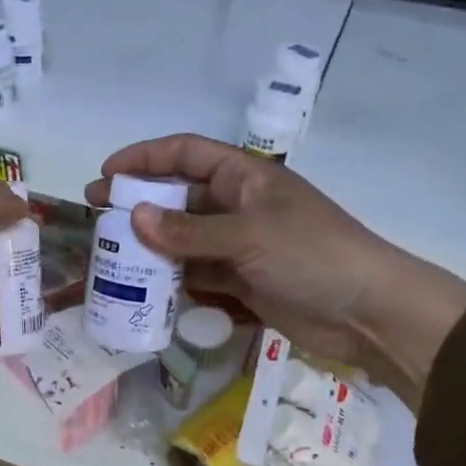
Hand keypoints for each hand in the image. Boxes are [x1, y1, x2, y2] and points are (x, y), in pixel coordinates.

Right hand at [84, 135, 465, 411]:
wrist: (367, 312)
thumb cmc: (312, 256)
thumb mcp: (248, 236)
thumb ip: (189, 230)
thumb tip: (134, 217)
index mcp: (246, 177)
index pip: (187, 154)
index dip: (145, 158)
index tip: (107, 174)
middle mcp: (239, 207)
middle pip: (180, 199)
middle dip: (140, 207)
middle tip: (98, 222)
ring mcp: (241, 248)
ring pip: (185, 242)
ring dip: (152, 249)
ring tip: (111, 261)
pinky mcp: (243, 283)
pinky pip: (198, 277)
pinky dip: (173, 283)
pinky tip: (144, 293)